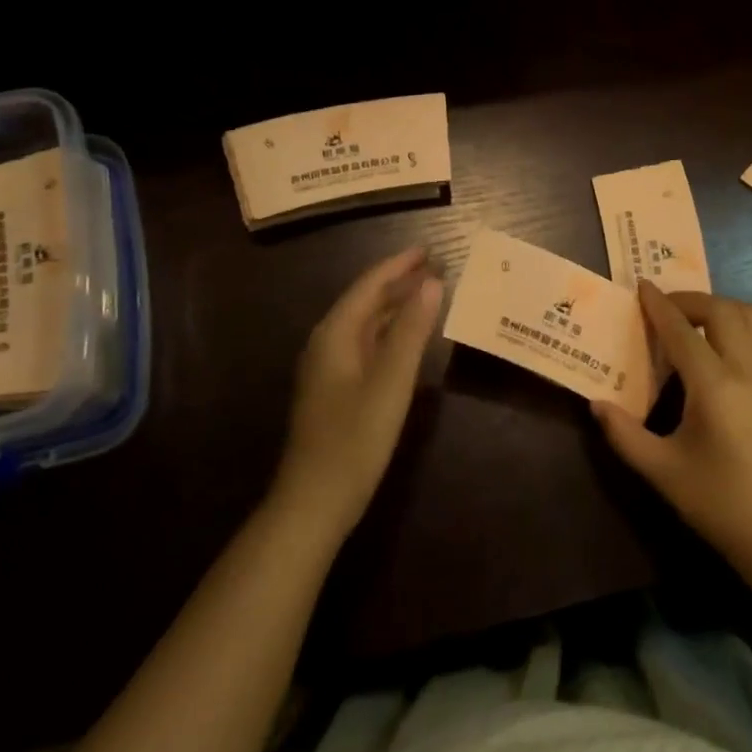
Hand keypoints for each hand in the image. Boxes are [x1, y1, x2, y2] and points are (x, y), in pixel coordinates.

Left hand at [270, 247, 443, 542]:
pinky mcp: (336, 390)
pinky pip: (366, 346)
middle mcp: (327, 343)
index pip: (369, 285)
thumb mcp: (390, 381)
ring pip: (366, 324)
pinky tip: (408, 339)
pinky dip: (390, 333)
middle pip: (366, 301)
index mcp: (335, 334)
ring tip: (429, 294)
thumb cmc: (354, 439)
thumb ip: (411, 330)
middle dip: (400, 282)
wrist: (314, 502)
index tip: (430, 249)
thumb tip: (433, 283)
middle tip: (437, 269)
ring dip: (395, 307)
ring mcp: (329, 368)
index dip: (399, 265)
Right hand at [592, 284, 751, 575]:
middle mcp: (751, 371)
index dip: (659, 305)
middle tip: (667, 309)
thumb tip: (596, 403)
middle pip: (723, 311)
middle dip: (692, 300)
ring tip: (703, 320)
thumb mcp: (662, 472)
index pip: (681, 330)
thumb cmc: (719, 505)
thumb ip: (624, 434)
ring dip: (727, 309)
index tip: (642, 286)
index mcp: (714, 386)